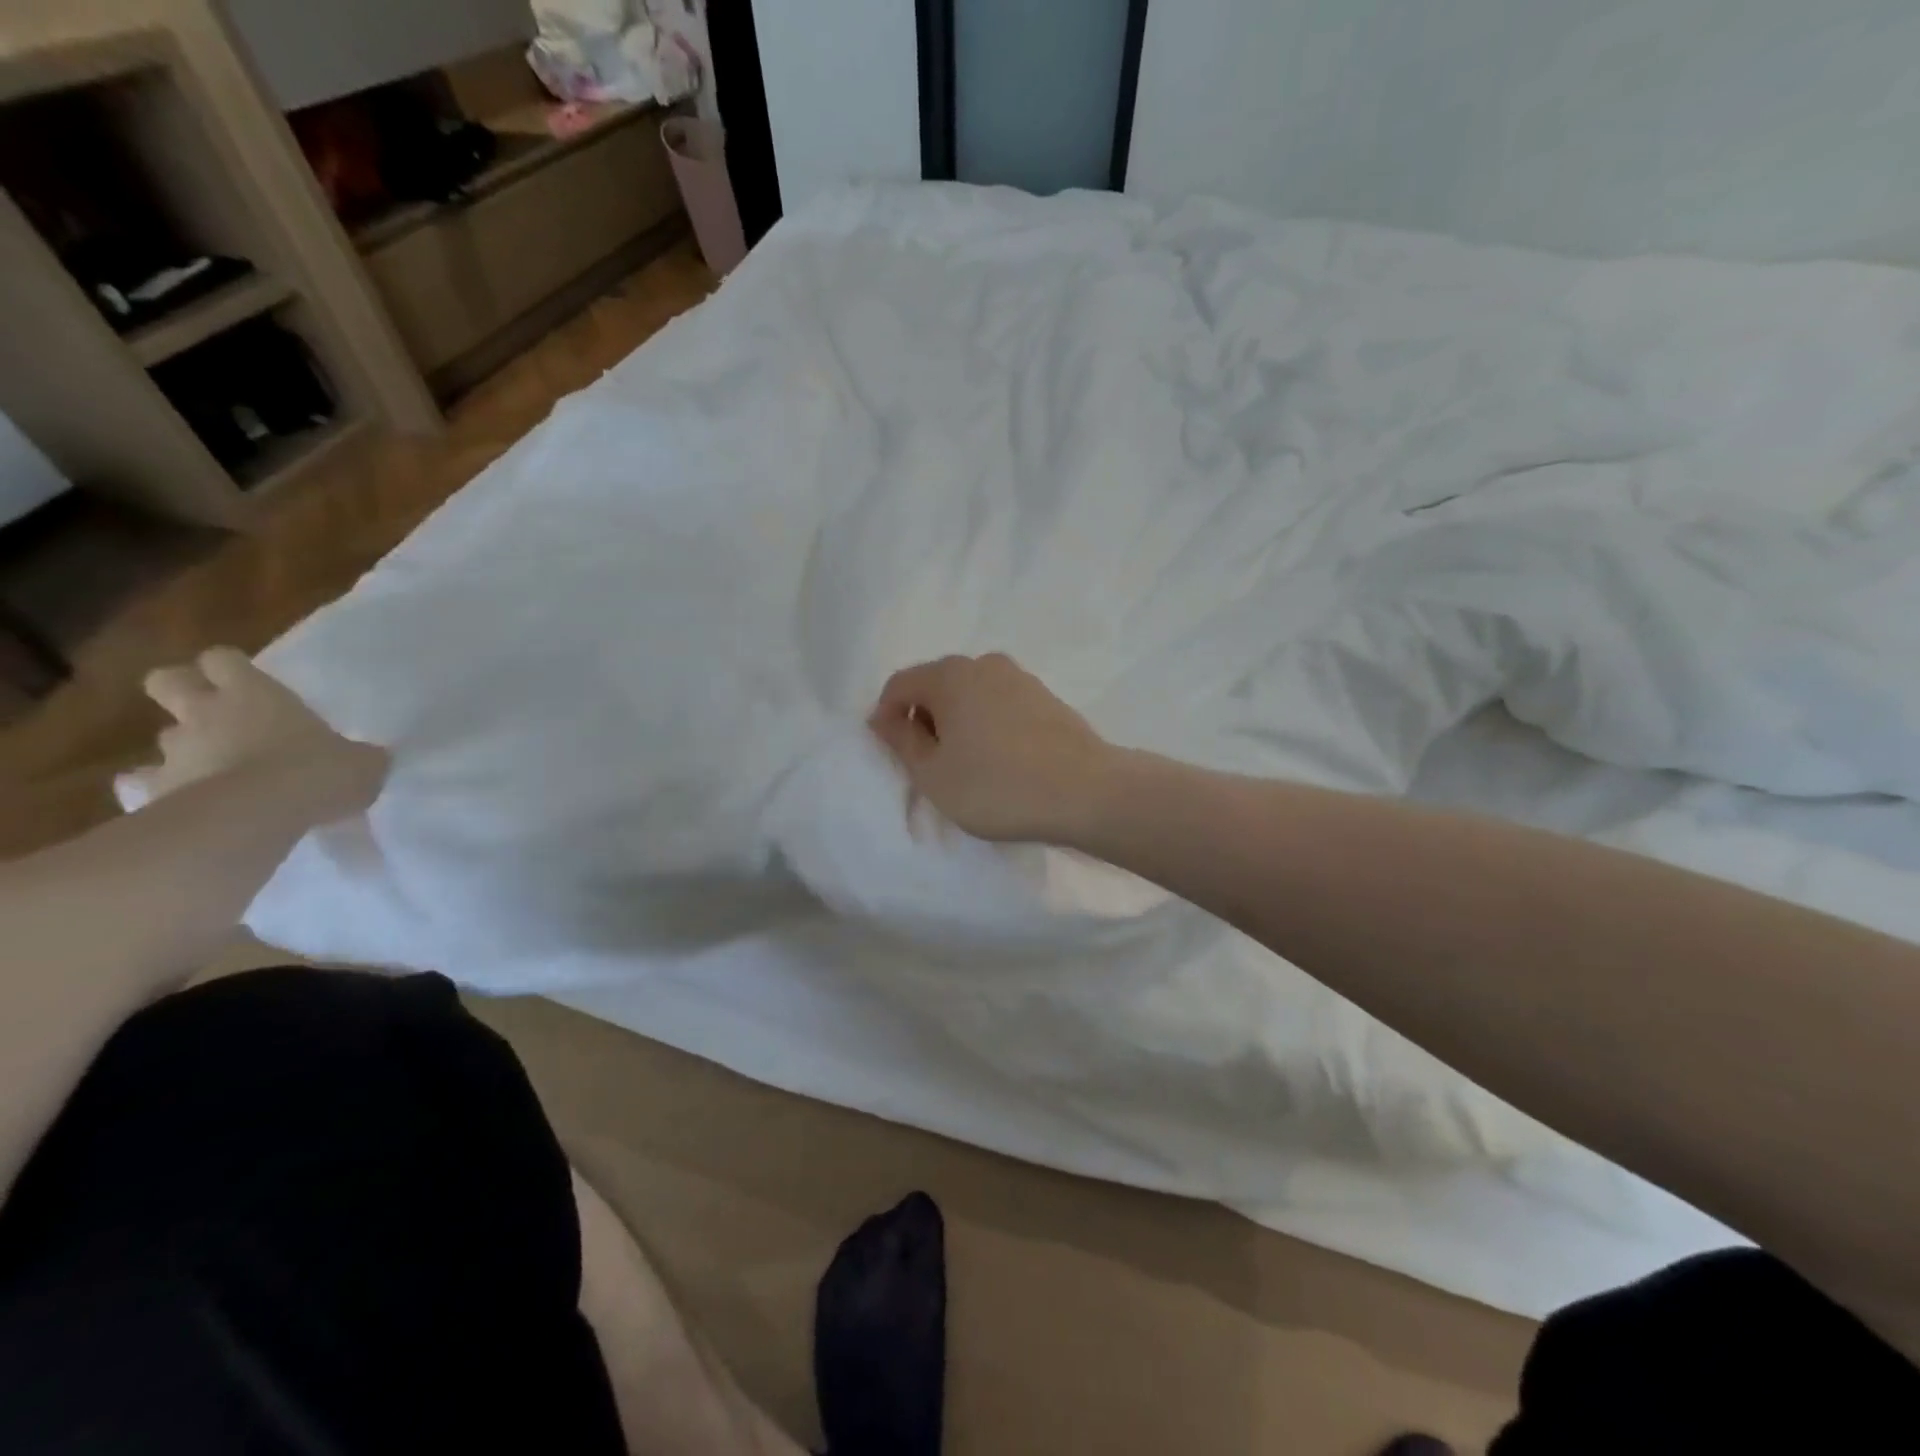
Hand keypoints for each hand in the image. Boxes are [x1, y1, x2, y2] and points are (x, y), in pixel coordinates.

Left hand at [119, 647, 386, 819]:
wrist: (257, 816)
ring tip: (216, 770)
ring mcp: (176, 750)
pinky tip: (186, 803)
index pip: (224, 658)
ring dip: (186, 748)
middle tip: (214, 710)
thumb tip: (367, 759)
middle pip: (167, 679)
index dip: (232, 667)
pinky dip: (160, 789)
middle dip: (183, 690)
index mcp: (255, 694)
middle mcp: (206, 713)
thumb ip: (359, 756)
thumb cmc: (317, 771)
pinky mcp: (156, 789)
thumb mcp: (362, 763)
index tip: (251, 683)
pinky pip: (146, 784)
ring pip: (165, 737)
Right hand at [867, 653, 1115, 843]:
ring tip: (967, 764)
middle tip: (929, 763)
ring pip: (971, 694)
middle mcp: (984, 664)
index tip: (894, 753)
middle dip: (924, 718)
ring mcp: (1020, 678)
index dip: (886, 716)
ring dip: (958, 722)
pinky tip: (1000, 759)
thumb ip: (902, 741)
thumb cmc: (997, 786)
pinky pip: (1000, 704)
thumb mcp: (934, 774)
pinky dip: (988, 724)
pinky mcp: (1046, 697)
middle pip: (937, 684)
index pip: (900, 684)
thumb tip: (883, 717)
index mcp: (950, 675)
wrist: (1087, 792)